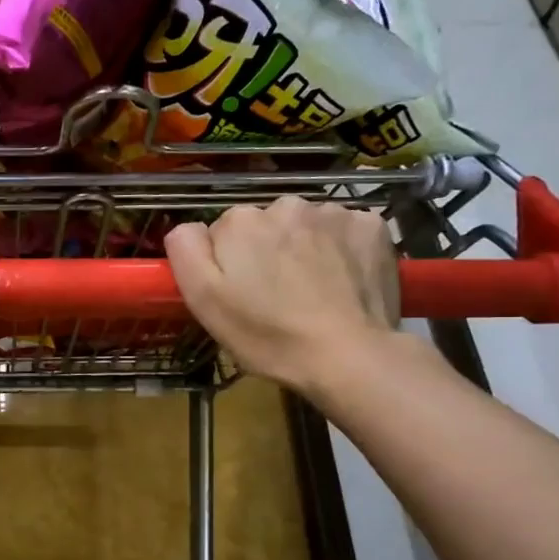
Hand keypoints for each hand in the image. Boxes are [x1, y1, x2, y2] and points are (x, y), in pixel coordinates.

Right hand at [165, 198, 399, 398]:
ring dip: (304, 248)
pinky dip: (342, 249)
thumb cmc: (267, 334)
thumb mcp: (204, 301)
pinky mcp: (372, 226)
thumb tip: (188, 227)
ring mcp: (333, 212)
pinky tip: (343, 280)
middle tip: (276, 296)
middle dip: (267, 251)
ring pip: (306, 226)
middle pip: (266, 225)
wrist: (347, 355)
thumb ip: (186, 251)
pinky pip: (345, 230)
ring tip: (313, 290)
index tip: (240, 294)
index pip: (223, 232)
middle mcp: (285, 204)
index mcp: (240, 221)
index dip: (228, 263)